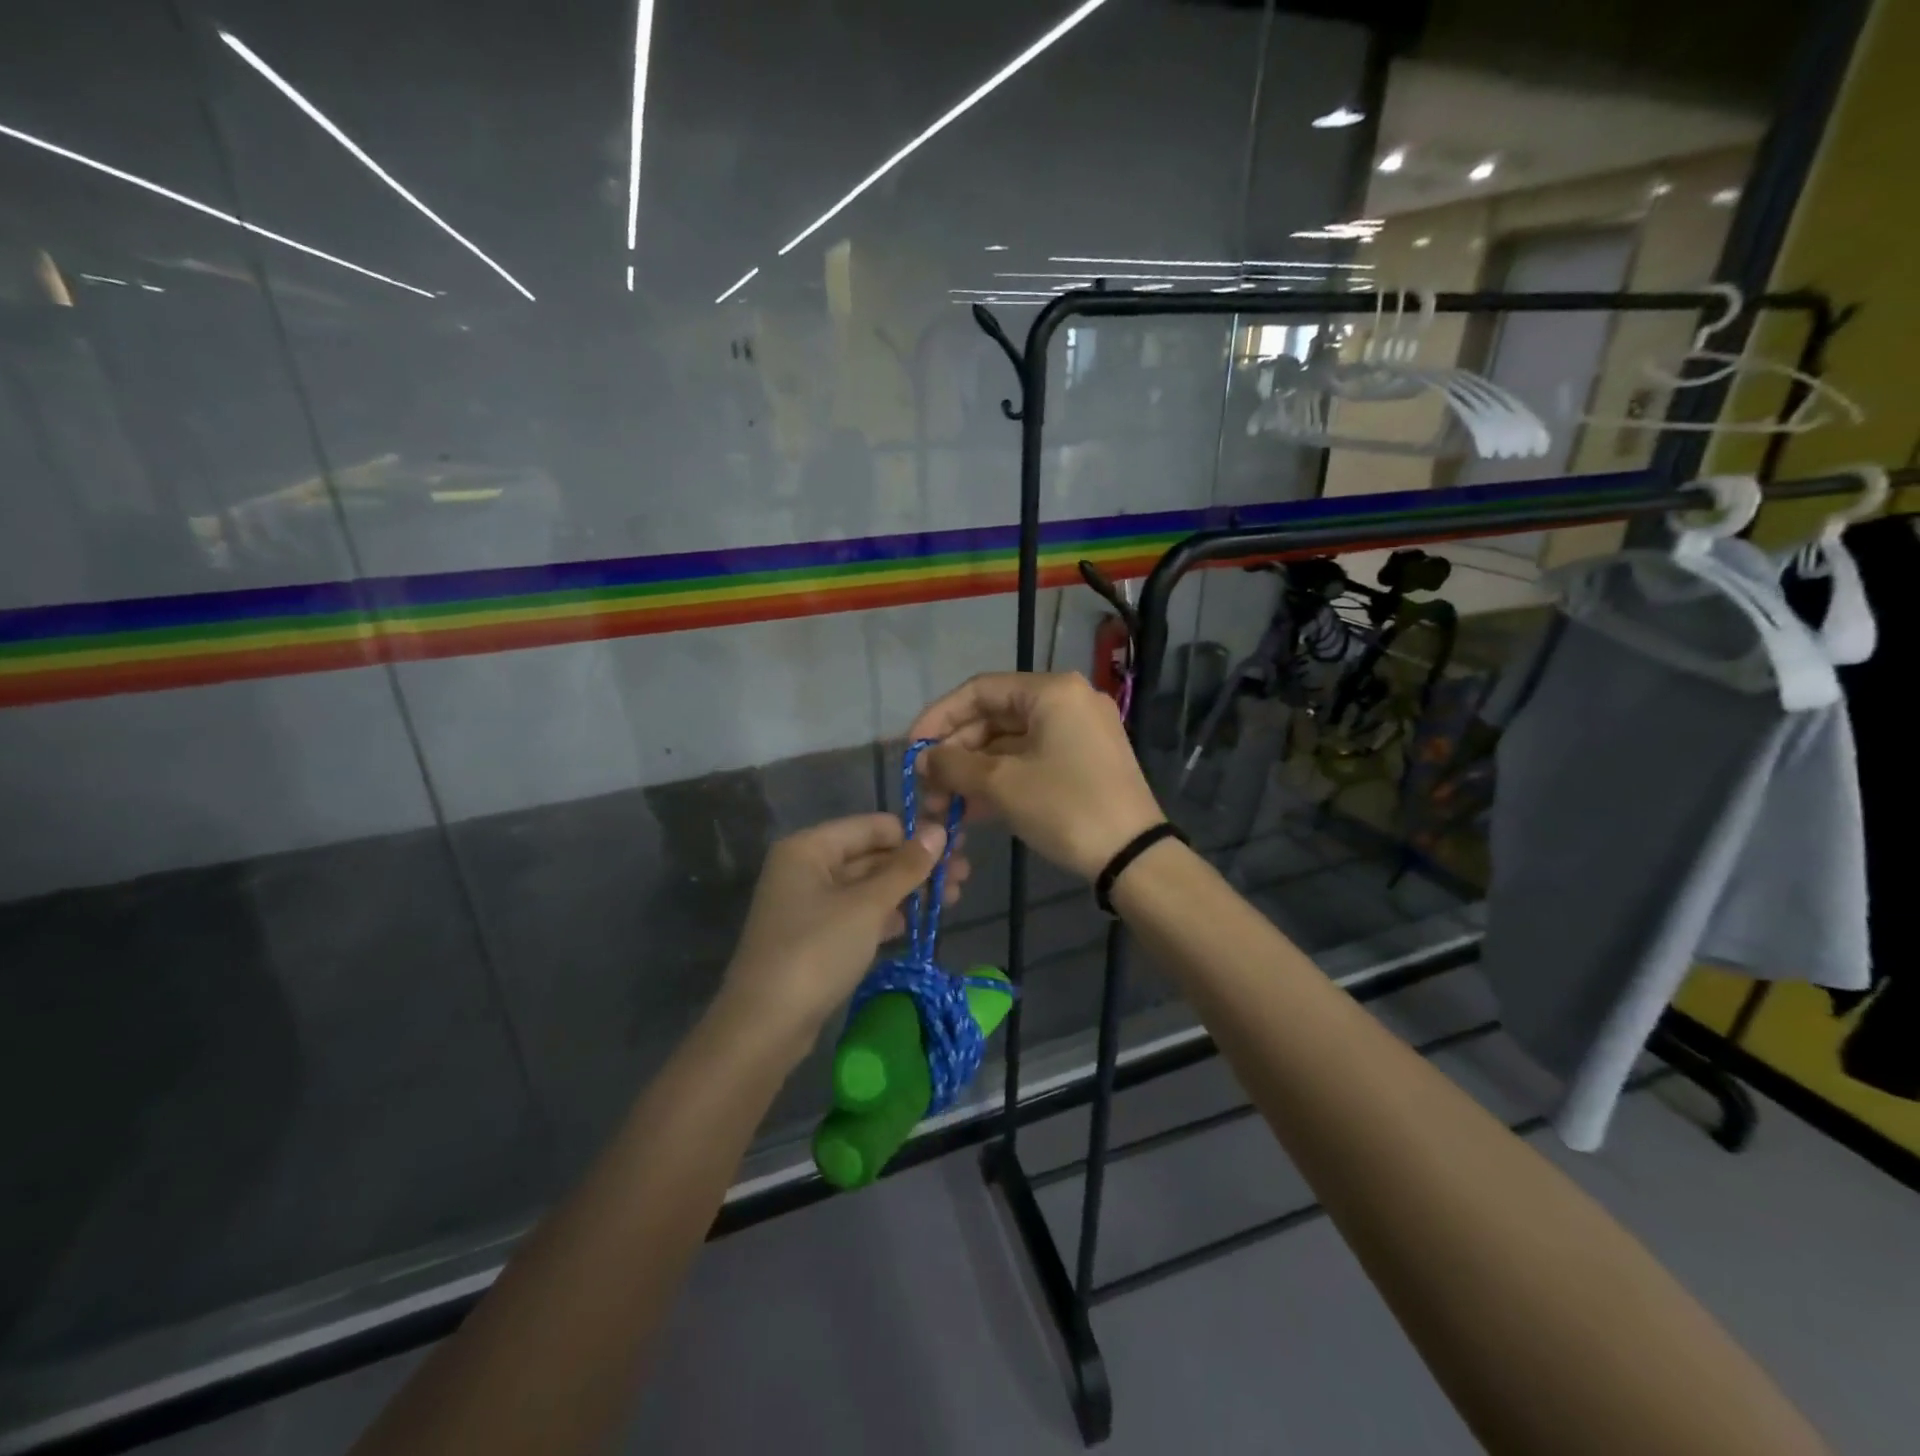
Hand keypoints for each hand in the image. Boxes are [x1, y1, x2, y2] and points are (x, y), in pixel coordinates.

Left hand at [718, 814, 968, 1052]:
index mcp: (810, 848)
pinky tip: (920, 921)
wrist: (766, 1025)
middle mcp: (806, 867)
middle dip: (916, 865)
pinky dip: (888, 914)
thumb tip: (939, 829)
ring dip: (908, 890)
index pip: (872, 827)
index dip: (914, 834)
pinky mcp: (816, 935)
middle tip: (964, 875)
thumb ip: (905, 868)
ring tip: (954, 897)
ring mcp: (809, 903)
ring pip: (868, 886)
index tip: (957, 846)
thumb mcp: (867, 906)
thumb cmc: (816, 951)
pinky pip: (858, 913)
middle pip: (871, 855)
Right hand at [909, 672, 1162, 880]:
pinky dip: (1001, 779)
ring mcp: (1079, 732)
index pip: (979, 690)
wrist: (1133, 857)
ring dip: (974, 771)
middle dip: (956, 752)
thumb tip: (924, 758)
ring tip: (943, 805)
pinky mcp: (1084, 762)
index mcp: (1052, 691)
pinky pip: (1031, 760)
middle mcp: (1068, 701)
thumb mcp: (1001, 784)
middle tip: (927, 786)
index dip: (939, 717)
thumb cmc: (1065, 807)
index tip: (912, 750)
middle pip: (995, 717)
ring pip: (1011, 743)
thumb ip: (954, 764)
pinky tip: (972, 808)